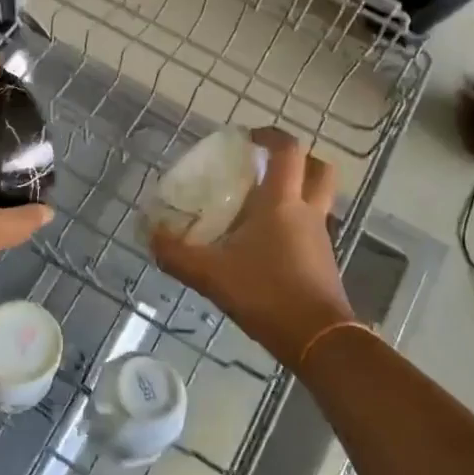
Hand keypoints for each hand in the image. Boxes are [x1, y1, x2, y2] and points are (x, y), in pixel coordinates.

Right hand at [150, 128, 355, 370]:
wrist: (319, 340)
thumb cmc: (267, 294)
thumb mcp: (211, 275)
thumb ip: (176, 255)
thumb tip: (149, 236)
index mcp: (282, 202)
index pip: (287, 150)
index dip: (270, 135)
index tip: (247, 137)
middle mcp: (307, 212)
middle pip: (318, 168)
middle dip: (298, 159)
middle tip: (267, 165)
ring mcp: (320, 237)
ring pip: (318, 199)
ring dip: (297, 191)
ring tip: (261, 204)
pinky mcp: (324, 261)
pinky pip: (312, 227)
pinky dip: (295, 223)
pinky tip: (266, 243)